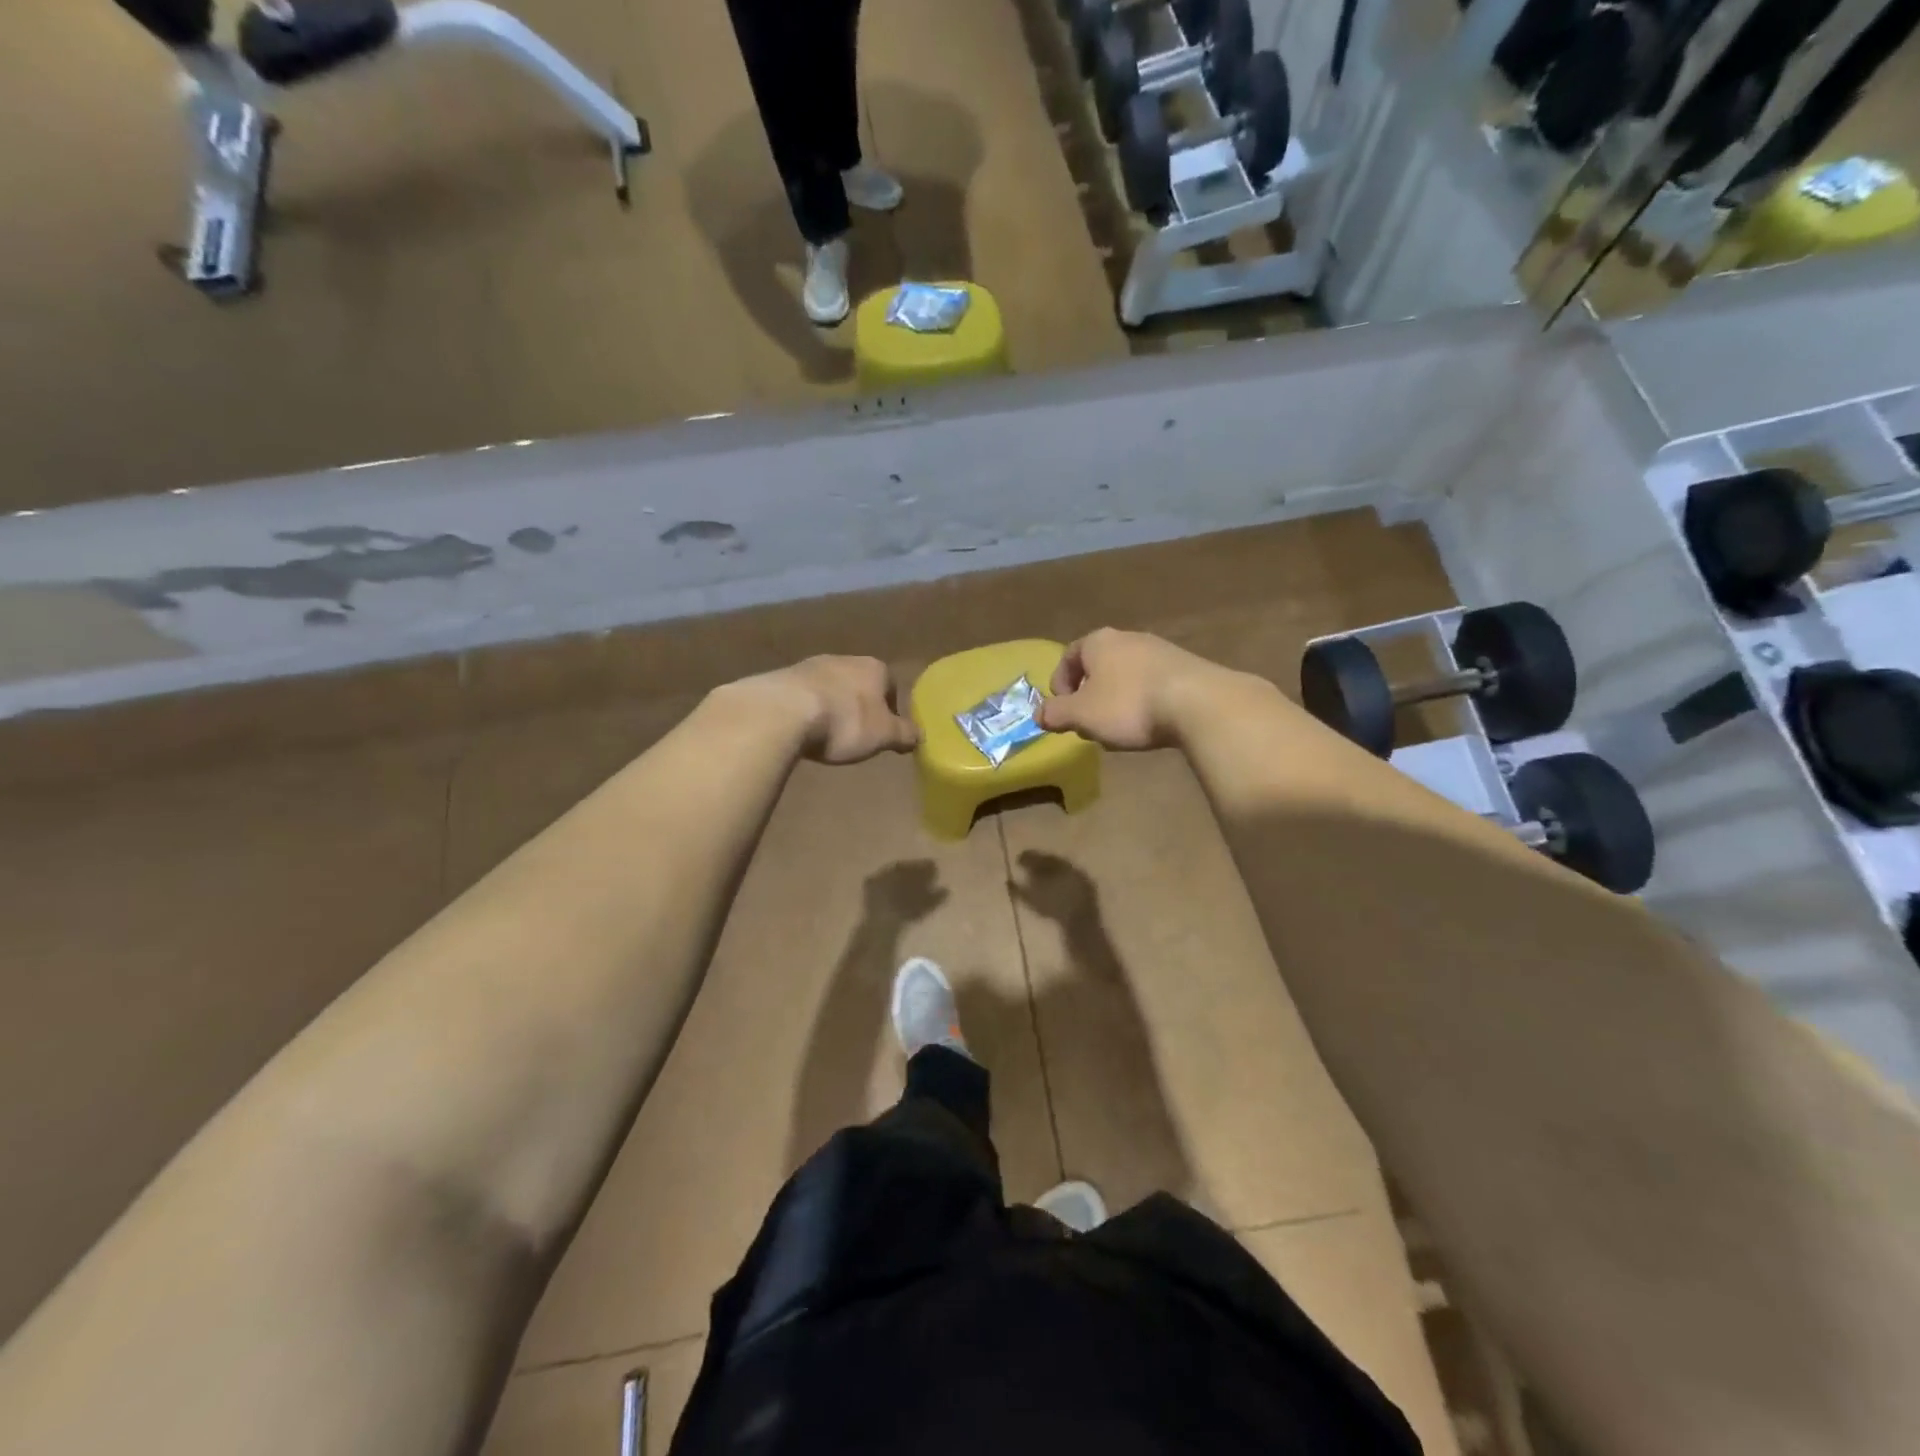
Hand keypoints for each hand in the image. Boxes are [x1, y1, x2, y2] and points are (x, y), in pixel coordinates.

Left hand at [731, 656, 918, 763]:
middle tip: (856, 734)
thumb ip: (904, 734)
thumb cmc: (845, 722)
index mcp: (875, 668)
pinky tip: (802, 729)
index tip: (884, 732)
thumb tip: (920, 736)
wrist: (784, 712)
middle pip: (859, 684)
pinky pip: (803, 694)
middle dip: (859, 706)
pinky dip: (807, 709)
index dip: (890, 710)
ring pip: (830, 687)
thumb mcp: (883, 735)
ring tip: (826, 734)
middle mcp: (844, 659)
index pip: (891, 685)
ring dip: (831, 706)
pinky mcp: (783, 677)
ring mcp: (811, 665)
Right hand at [1036, 629, 1221, 749]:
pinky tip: (1150, 724)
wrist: (1198, 703)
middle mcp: (1128, 638)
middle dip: (1090, 696)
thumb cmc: (1128, 705)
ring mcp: (1160, 650)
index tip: (1062, 710)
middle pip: (1099, 666)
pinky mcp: (1186, 667)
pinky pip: (1153, 684)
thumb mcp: (1081, 714)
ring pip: (1126, 675)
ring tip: (1120, 729)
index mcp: (1098, 642)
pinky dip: (1144, 702)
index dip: (1060, 683)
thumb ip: (1055, 713)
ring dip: (1117, 701)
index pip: (1069, 656)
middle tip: (1089, 723)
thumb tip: (1038, 714)